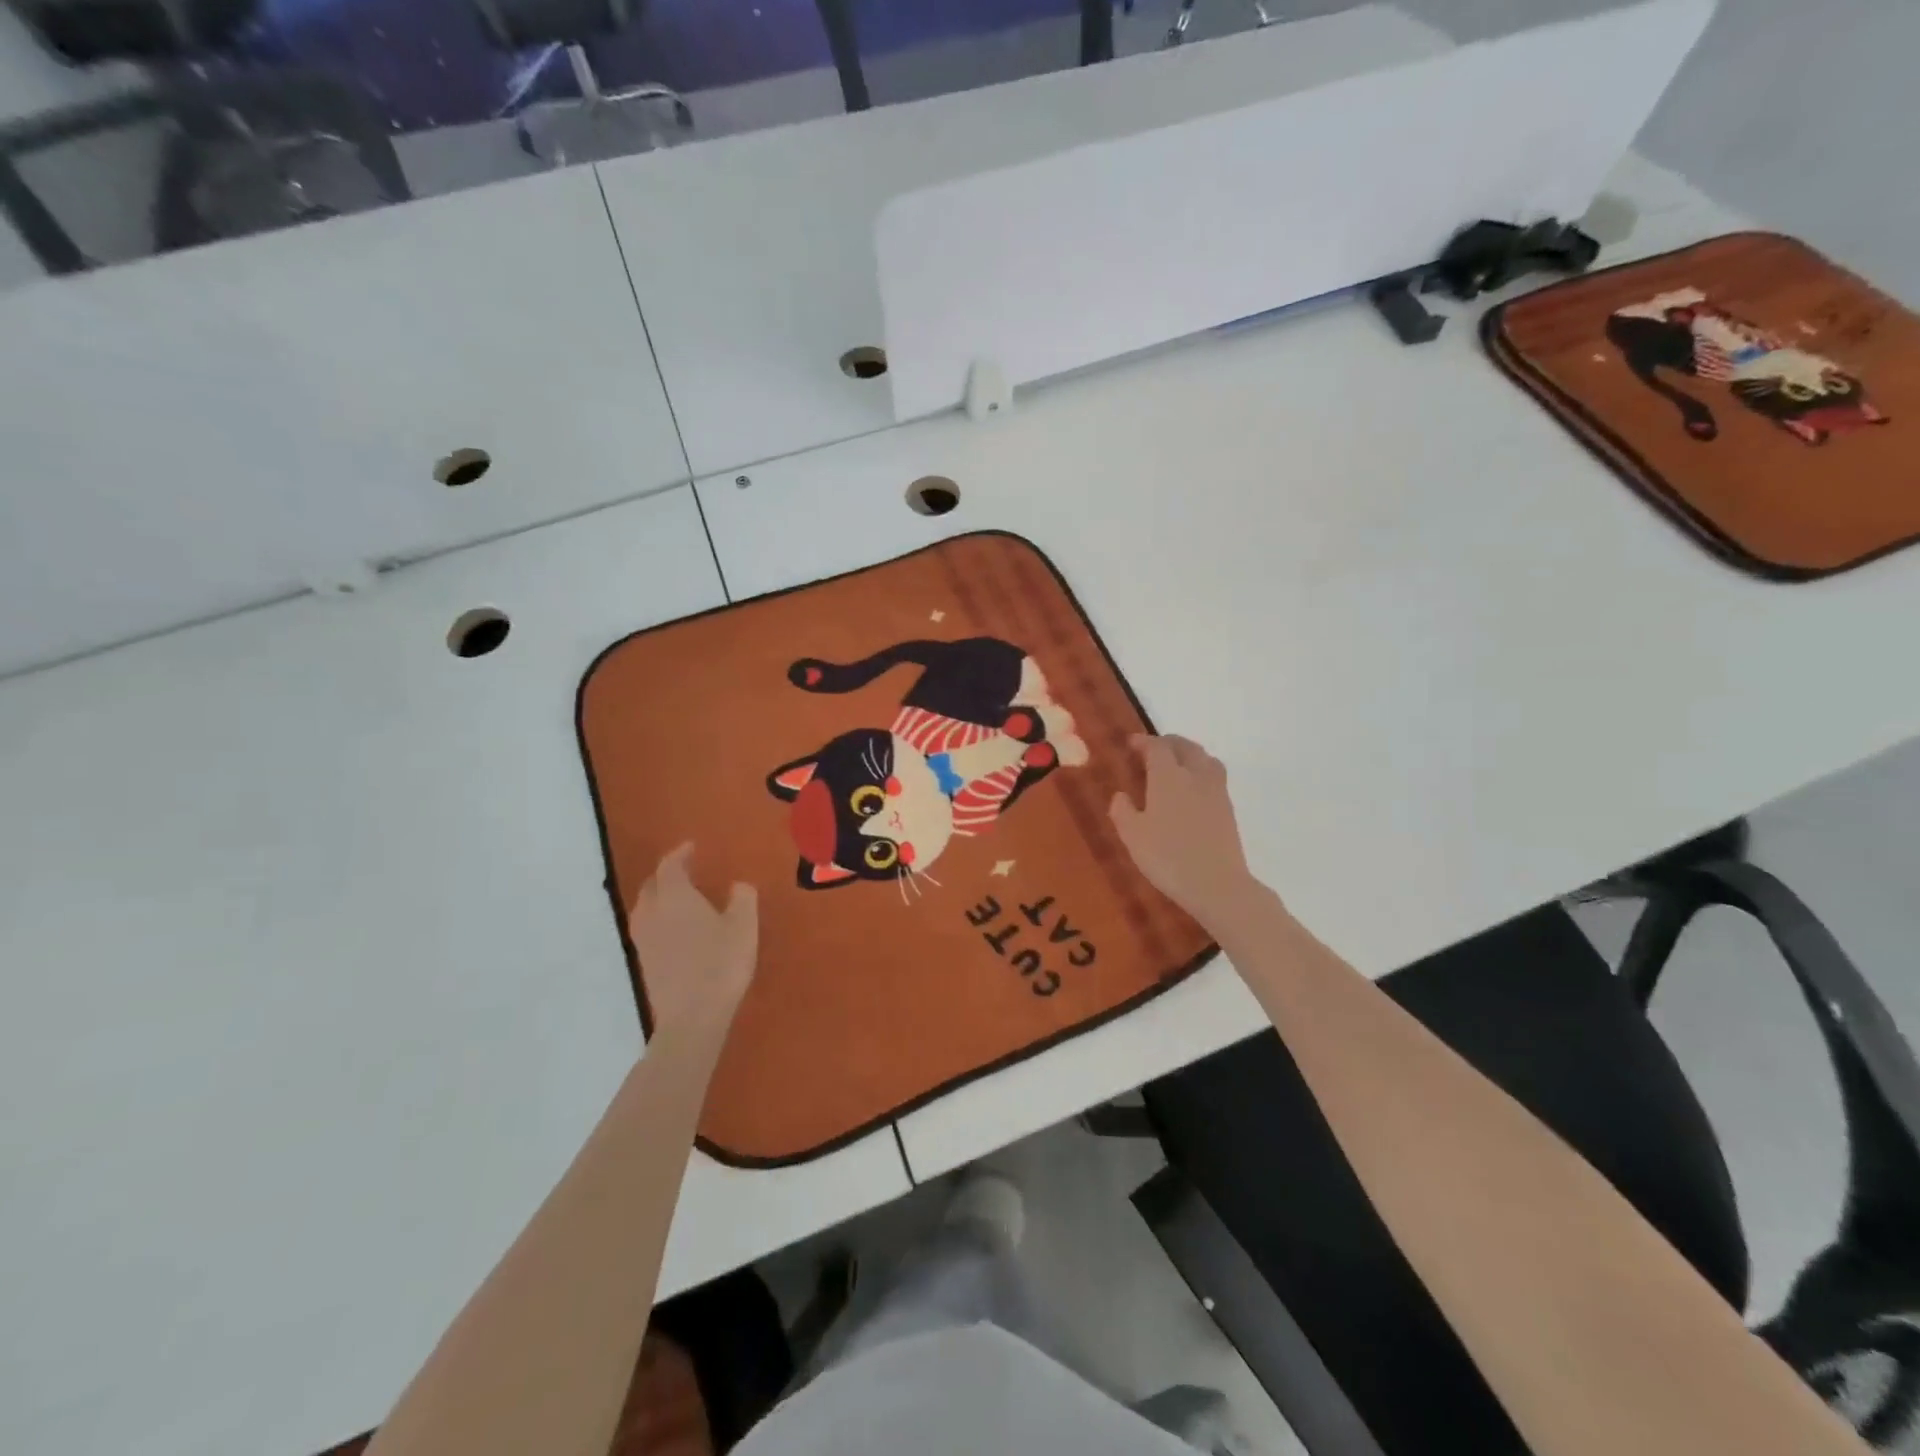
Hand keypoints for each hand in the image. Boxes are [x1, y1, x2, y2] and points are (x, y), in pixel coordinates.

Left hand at [627, 844, 757, 1039]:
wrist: (692, 1017)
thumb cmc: (721, 963)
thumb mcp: (744, 926)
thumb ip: (742, 898)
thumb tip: (738, 885)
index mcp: (675, 897)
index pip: (670, 866)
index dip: (680, 854)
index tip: (692, 847)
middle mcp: (653, 913)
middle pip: (652, 886)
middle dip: (666, 875)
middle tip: (686, 871)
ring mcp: (645, 940)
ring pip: (646, 909)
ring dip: (659, 898)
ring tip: (679, 900)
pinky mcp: (645, 963)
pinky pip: (648, 929)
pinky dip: (659, 921)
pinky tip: (677, 931)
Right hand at [1109, 735, 1256, 930]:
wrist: (1217, 884)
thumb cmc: (1168, 857)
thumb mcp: (1132, 836)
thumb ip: (1122, 811)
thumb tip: (1121, 795)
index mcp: (1168, 777)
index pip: (1157, 747)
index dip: (1143, 742)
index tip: (1131, 744)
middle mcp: (1195, 776)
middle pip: (1185, 746)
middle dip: (1168, 743)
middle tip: (1152, 750)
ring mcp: (1216, 791)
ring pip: (1205, 758)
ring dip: (1189, 754)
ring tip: (1176, 765)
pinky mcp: (1228, 808)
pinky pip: (1214, 776)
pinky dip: (1201, 772)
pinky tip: (1192, 790)